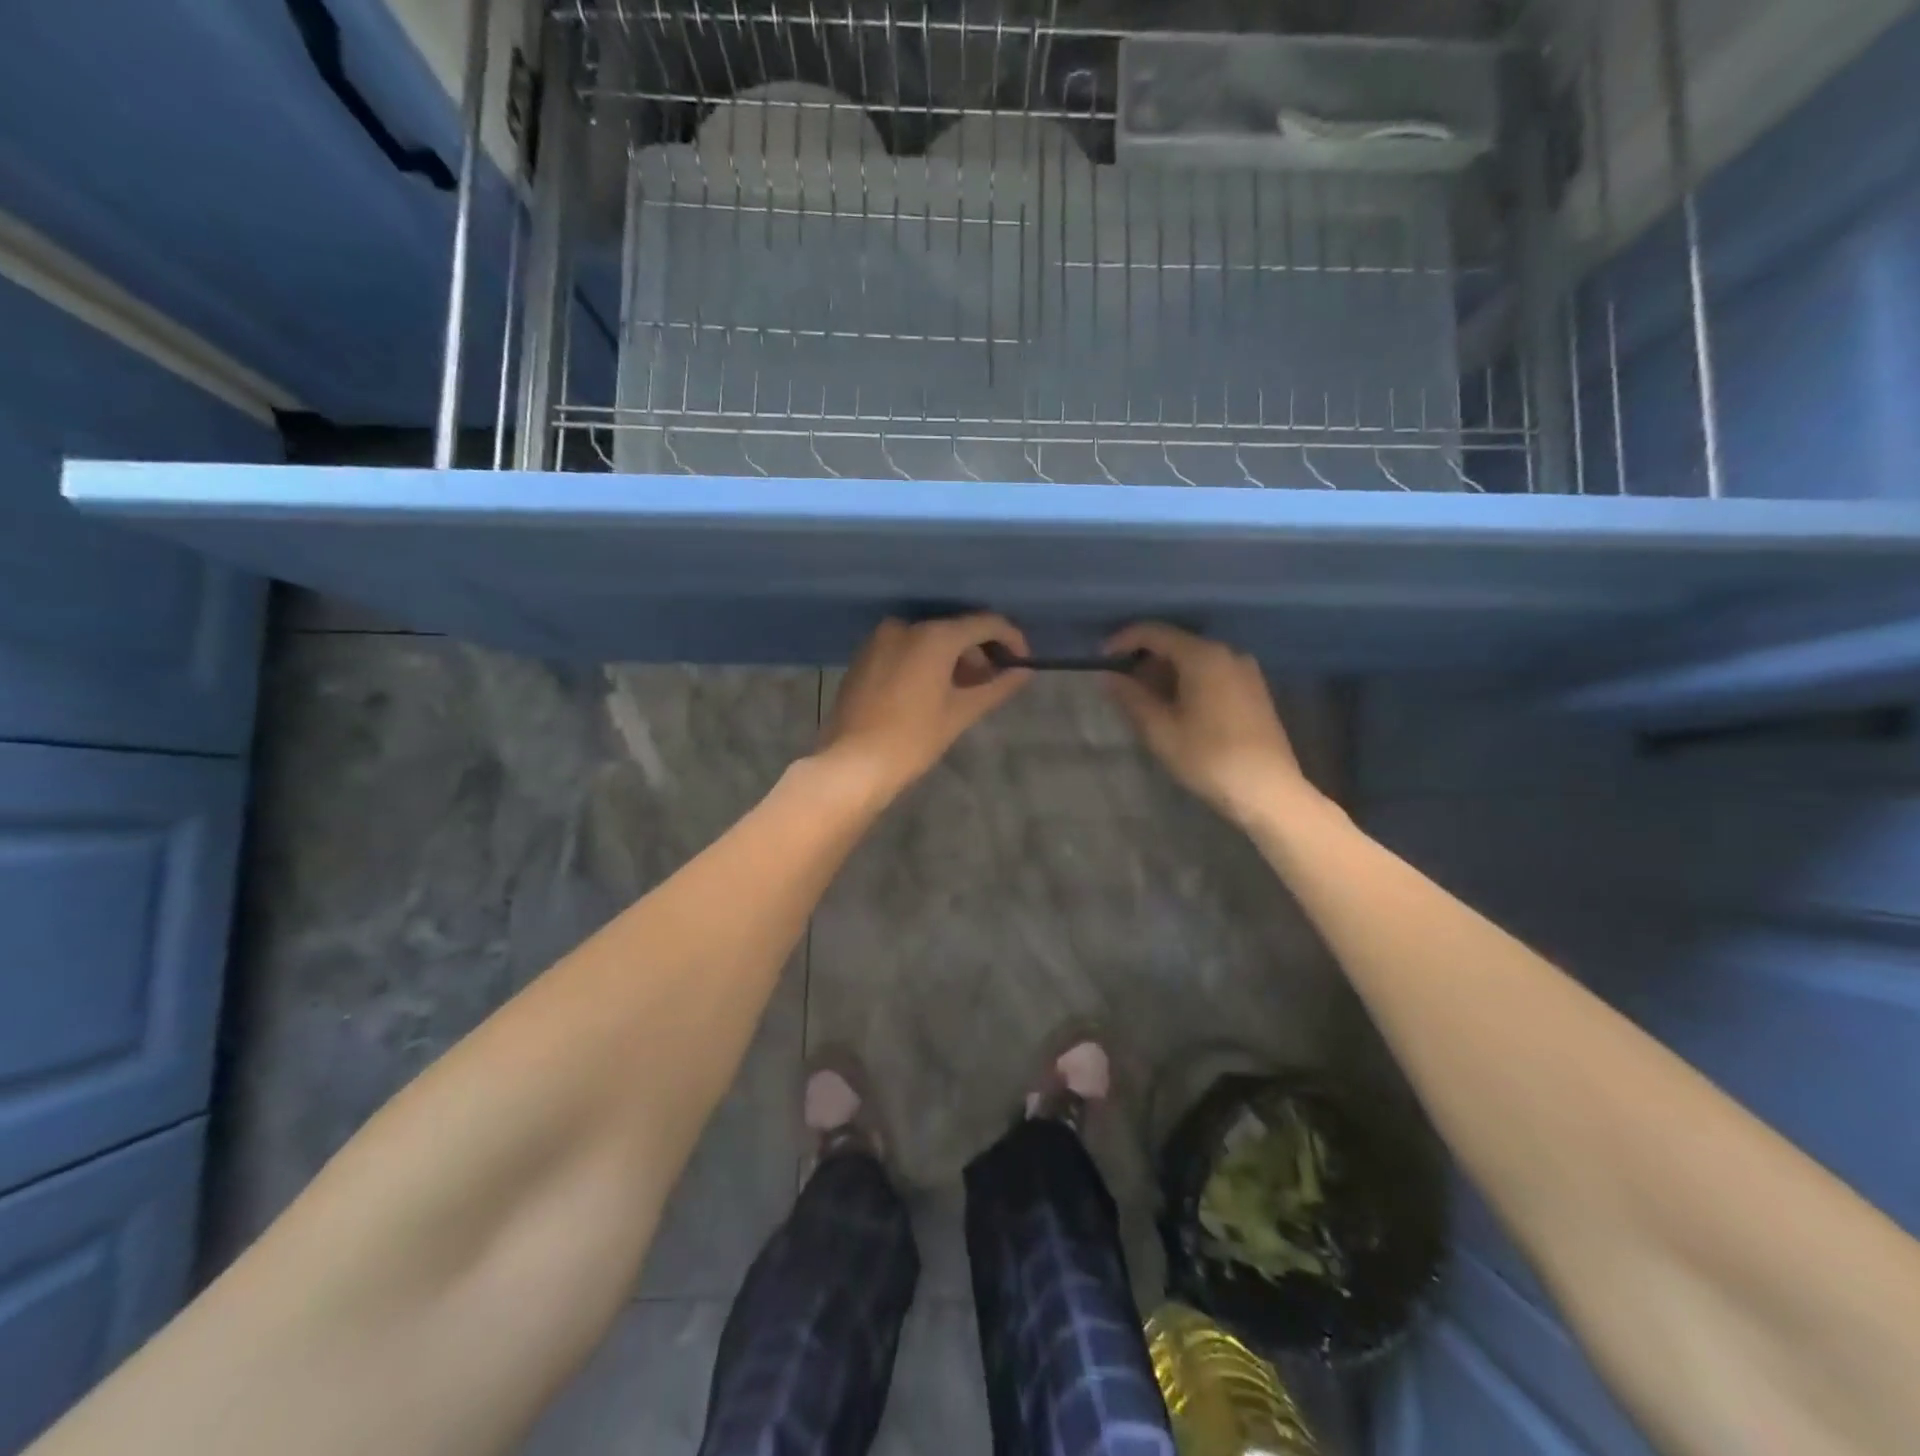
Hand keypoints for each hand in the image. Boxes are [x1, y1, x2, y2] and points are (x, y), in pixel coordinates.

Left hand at [818, 615, 1033, 800]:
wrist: (852, 764)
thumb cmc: (913, 739)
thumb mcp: (961, 713)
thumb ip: (996, 687)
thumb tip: (1024, 672)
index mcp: (934, 635)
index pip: (985, 623)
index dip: (1010, 639)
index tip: (1022, 662)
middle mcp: (905, 626)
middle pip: (955, 629)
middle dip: (978, 652)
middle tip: (992, 682)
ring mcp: (879, 639)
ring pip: (929, 639)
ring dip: (952, 658)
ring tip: (964, 690)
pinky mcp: (864, 656)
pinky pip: (905, 649)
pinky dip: (925, 662)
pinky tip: (932, 690)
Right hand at [1104, 623, 1308, 820]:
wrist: (1268, 791)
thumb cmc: (1208, 758)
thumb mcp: (1160, 730)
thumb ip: (1131, 697)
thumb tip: (1107, 676)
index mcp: (1203, 656)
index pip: (1155, 633)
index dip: (1123, 640)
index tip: (1100, 658)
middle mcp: (1228, 653)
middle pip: (1177, 643)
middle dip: (1145, 660)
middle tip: (1121, 684)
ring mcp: (1245, 671)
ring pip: (1195, 660)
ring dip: (1166, 673)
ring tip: (1144, 700)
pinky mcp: (1254, 690)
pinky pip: (1212, 673)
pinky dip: (1188, 681)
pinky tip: (1176, 708)